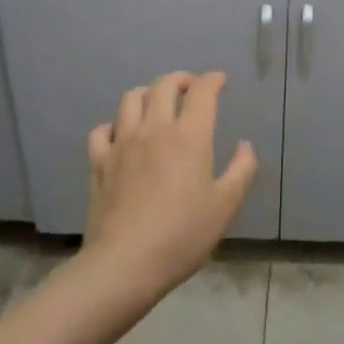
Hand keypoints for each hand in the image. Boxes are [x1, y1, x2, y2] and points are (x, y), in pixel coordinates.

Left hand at [82, 71, 257, 300]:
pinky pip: (103, 130)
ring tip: (157, 102)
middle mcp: (154, 129)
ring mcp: (122, 143)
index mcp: (189, 136)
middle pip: (164, 85)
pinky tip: (122, 135)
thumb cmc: (182, 235)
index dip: (213, 80)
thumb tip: (244, 145)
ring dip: (148, 93)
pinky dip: (115, 124)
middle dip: (181, 79)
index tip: (219, 81)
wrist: (125, 264)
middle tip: (191, 87)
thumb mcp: (226, 206)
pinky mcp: (99, 162)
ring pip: (131, 98)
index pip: (202, 92)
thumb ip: (241, 170)